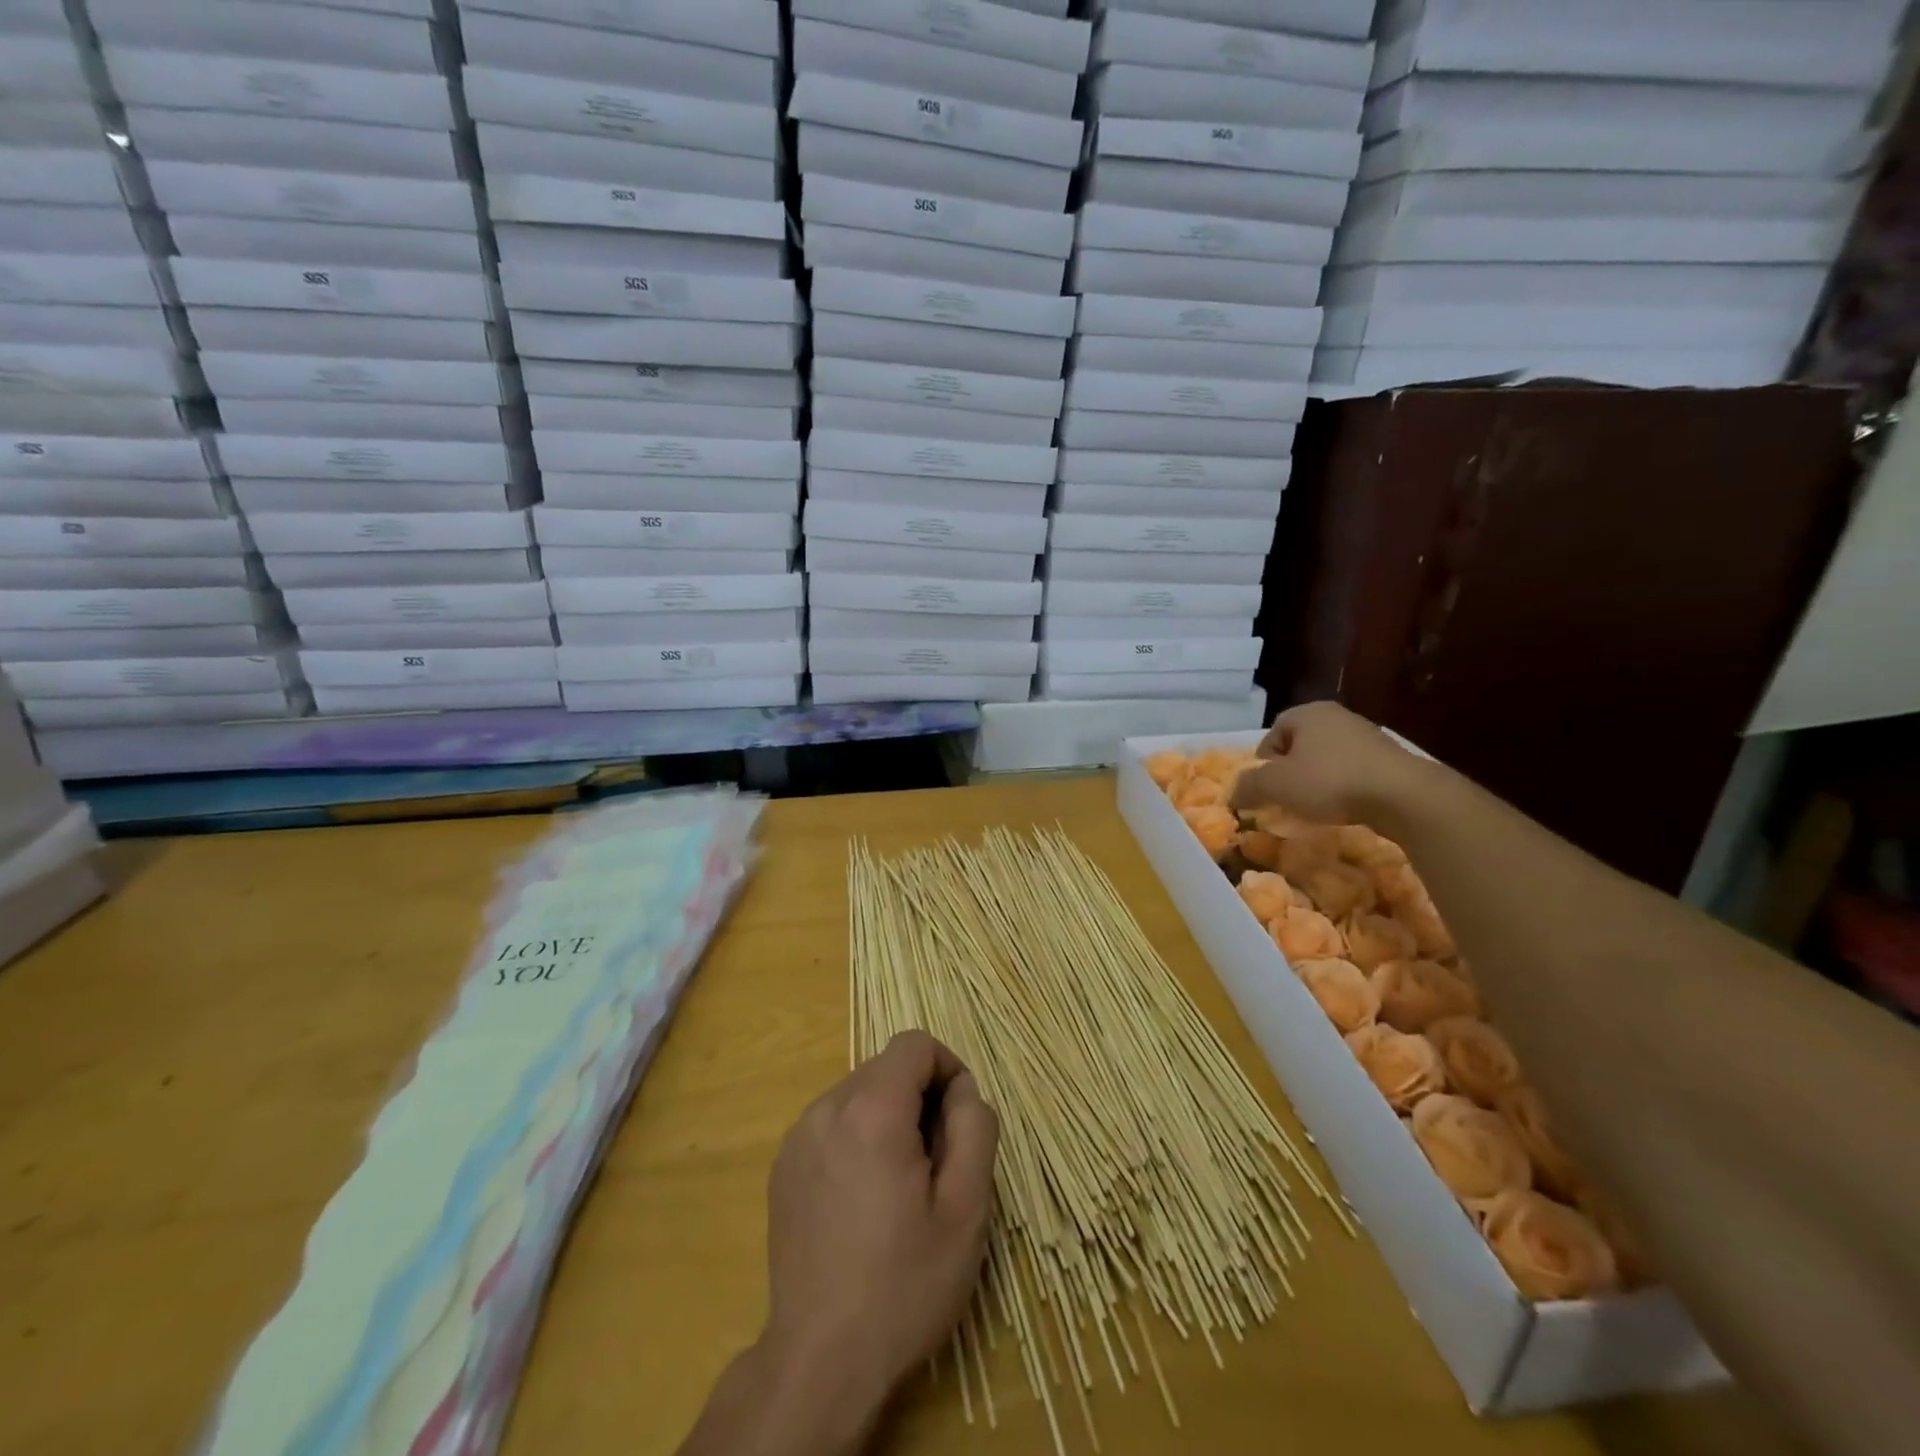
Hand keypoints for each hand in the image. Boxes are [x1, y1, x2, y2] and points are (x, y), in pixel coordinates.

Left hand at [762, 1031, 999, 1422]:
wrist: (820, 1360)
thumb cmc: (904, 1283)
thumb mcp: (966, 1209)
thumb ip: (974, 1128)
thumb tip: (962, 1090)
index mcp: (872, 1110)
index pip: (915, 1044)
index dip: (948, 1069)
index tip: (960, 1121)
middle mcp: (827, 1108)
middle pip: (886, 1068)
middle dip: (920, 1097)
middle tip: (937, 1163)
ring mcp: (798, 1137)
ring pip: (859, 1094)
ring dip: (889, 1118)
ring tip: (900, 1186)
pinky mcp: (783, 1166)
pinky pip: (832, 1124)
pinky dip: (857, 1138)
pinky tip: (863, 1200)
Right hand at [1229, 701, 1424, 824]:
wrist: (1403, 795)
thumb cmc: (1330, 781)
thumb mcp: (1277, 786)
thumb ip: (1249, 787)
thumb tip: (1233, 794)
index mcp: (1307, 713)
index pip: (1273, 733)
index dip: (1264, 762)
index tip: (1266, 788)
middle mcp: (1336, 716)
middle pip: (1300, 745)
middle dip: (1290, 771)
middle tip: (1287, 798)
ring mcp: (1366, 735)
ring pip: (1326, 758)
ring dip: (1317, 780)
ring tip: (1316, 806)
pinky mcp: (1389, 757)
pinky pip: (1352, 770)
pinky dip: (1343, 786)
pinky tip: (1345, 806)